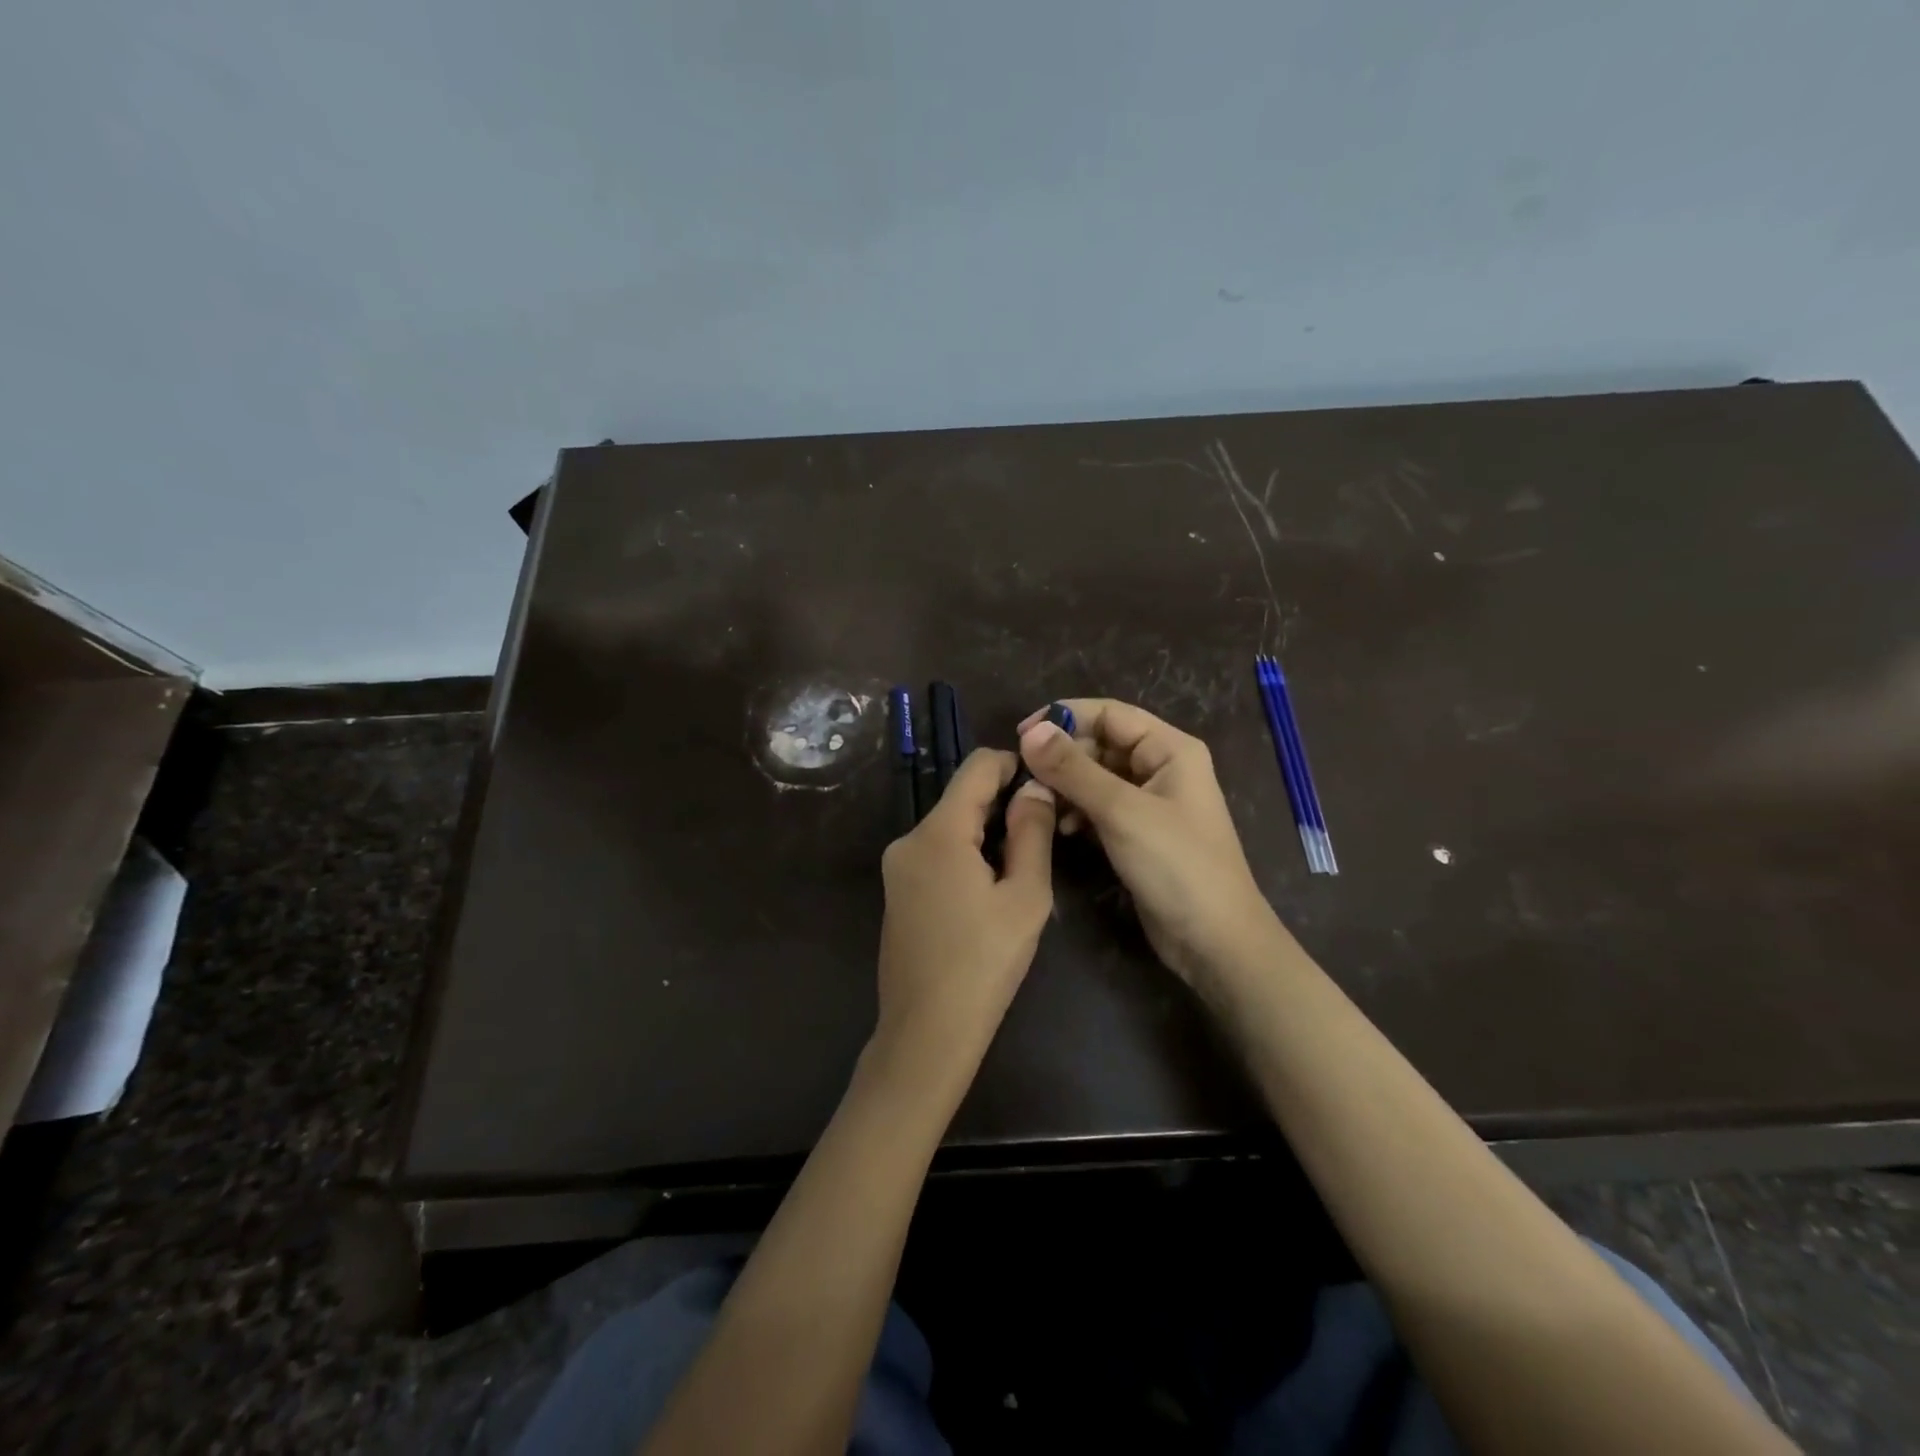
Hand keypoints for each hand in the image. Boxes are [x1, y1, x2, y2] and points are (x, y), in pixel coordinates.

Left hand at [875, 749, 1055, 1070]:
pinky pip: (935, 853)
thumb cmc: (985, 963)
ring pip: (949, 827)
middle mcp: (908, 839)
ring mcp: (896, 867)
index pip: (976, 767)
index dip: (1014, 765)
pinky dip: (965, 854)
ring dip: (986, 833)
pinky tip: (989, 890)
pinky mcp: (896, 891)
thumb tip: (1034, 786)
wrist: (926, 1034)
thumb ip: (1031, 832)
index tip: (1046, 784)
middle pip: (961, 798)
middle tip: (1045, 832)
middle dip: (1003, 804)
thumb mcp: (1025, 896)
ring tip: (1022, 866)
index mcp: (937, 832)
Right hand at [1018, 699, 1275, 984]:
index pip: (1110, 714)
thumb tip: (1030, 731)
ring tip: (1039, 804)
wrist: (1215, 941)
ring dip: (1067, 786)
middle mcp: (1162, 767)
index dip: (1065, 717)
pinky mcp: (1139, 833)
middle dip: (1063, 757)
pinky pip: (1100, 807)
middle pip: (1101, 744)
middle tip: (1025, 777)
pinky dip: (1079, 812)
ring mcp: (1151, 802)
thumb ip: (1074, 769)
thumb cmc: (1176, 865)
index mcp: (1170, 749)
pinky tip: (1063, 829)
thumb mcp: (1121, 811)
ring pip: (1096, 777)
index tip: (1021, 735)